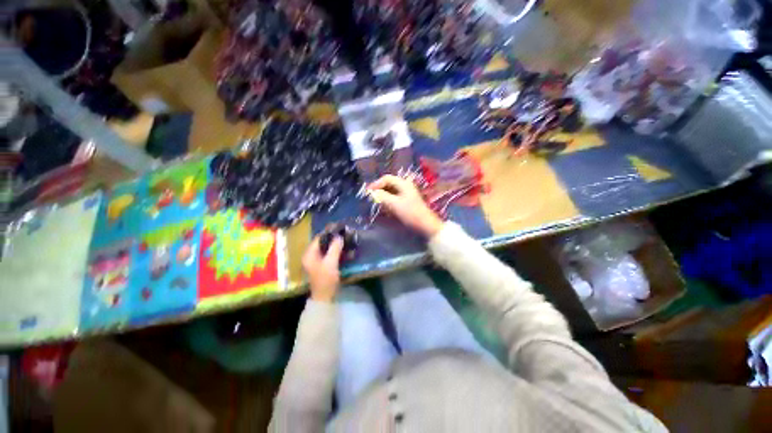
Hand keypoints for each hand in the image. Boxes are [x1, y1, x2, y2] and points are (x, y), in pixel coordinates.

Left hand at [302, 235, 344, 302]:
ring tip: (347, 240)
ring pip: (328, 248)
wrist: (325, 297)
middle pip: (323, 243)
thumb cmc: (326, 279)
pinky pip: (330, 254)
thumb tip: (339, 236)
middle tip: (345, 234)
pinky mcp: (324, 265)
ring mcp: (317, 261)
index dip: (329, 233)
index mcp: (309, 254)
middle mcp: (311, 255)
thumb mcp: (330, 263)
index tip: (340, 228)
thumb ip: (334, 248)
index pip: (319, 238)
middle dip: (334, 238)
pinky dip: (337, 251)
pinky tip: (345, 250)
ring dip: (337, 245)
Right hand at [368, 175, 443, 236]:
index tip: (368, 192)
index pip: (387, 178)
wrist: (426, 224)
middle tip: (371, 197)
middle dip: (379, 189)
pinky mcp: (407, 201)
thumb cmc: (410, 213)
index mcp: (403, 183)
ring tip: (377, 202)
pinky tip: (385, 208)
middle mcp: (405, 186)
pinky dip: (388, 201)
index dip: (376, 184)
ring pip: (391, 191)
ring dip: (383, 195)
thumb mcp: (394, 204)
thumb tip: (372, 193)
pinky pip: (395, 197)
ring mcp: (407, 193)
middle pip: (389, 184)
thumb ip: (382, 197)